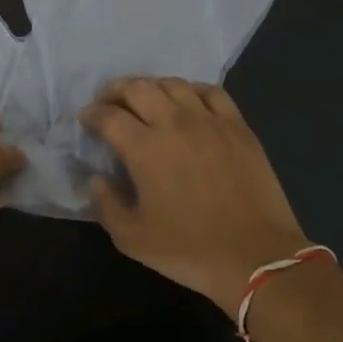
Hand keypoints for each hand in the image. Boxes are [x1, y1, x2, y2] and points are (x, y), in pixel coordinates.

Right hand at [81, 77, 311, 313]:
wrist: (256, 257)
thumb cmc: (189, 250)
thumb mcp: (131, 238)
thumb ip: (106, 204)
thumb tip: (99, 179)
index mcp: (144, 148)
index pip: (108, 116)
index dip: (91, 114)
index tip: (86, 120)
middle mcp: (175, 123)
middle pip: (138, 88)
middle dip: (115, 90)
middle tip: (108, 103)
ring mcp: (210, 121)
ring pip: (173, 84)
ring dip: (151, 86)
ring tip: (144, 99)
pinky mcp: (238, 126)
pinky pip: (211, 92)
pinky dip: (191, 90)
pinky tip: (187, 102)